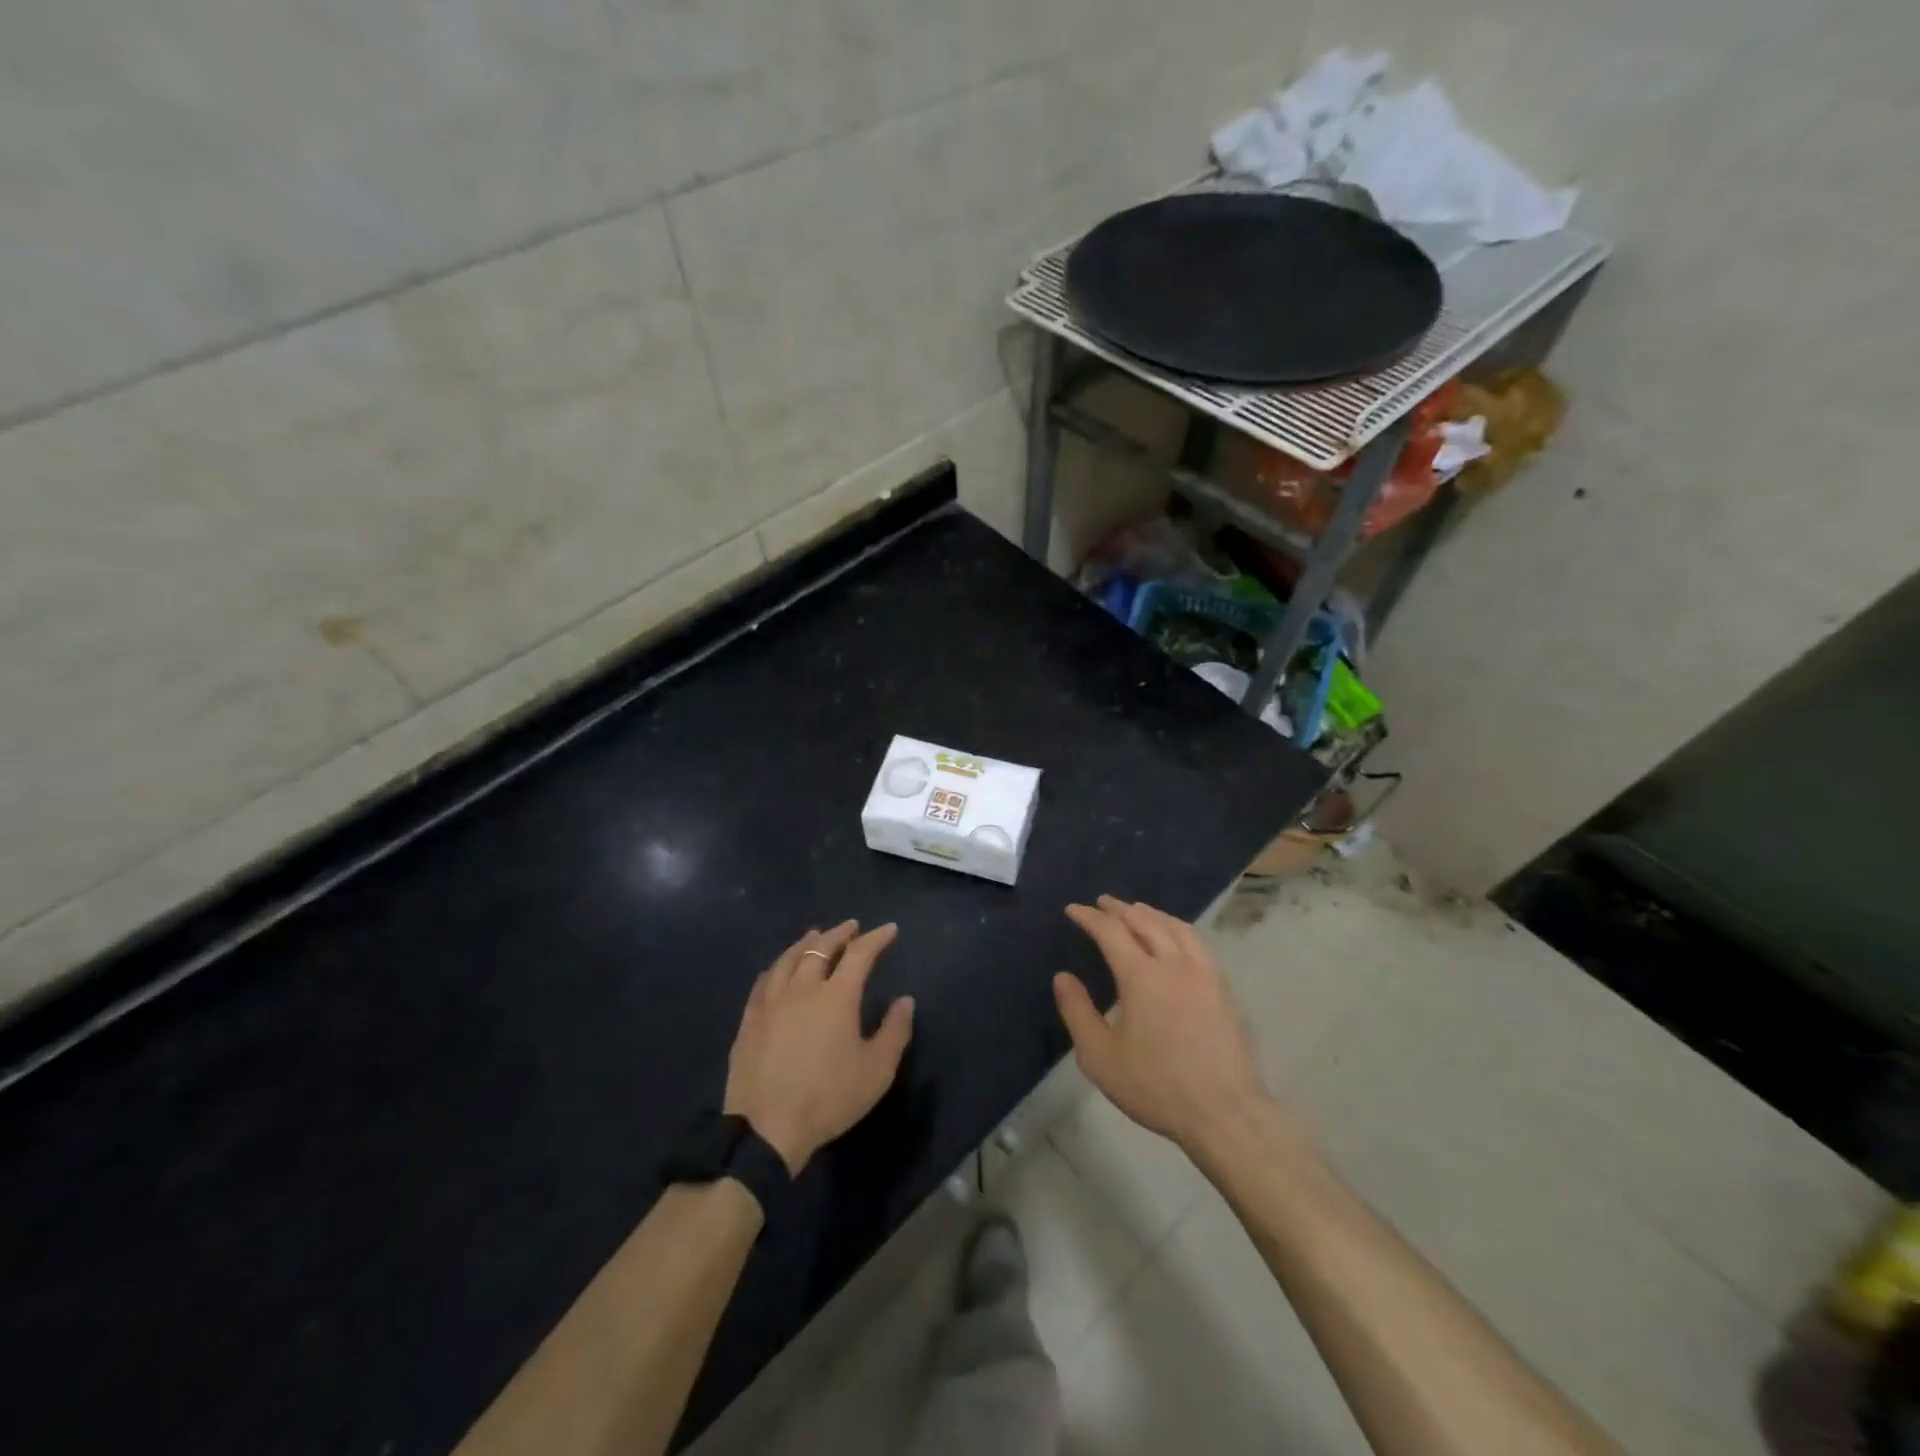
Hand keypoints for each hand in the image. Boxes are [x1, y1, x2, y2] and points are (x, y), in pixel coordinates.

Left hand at [724, 921, 915, 1175]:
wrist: (767, 1129)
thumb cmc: (829, 1098)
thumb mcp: (876, 1071)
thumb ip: (895, 1031)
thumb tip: (905, 1000)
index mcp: (837, 996)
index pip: (860, 954)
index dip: (876, 938)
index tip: (889, 929)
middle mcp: (802, 989)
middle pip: (820, 948)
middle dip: (839, 934)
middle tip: (851, 927)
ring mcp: (771, 1003)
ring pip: (788, 959)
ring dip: (805, 943)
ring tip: (814, 936)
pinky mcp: (749, 1021)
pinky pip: (764, 981)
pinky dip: (777, 967)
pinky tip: (778, 969)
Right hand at [1054, 896, 1273, 1157]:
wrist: (1225, 1113)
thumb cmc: (1156, 1086)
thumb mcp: (1101, 1057)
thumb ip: (1078, 1012)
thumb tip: (1062, 977)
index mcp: (1142, 976)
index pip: (1111, 931)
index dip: (1090, 917)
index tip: (1073, 909)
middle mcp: (1174, 964)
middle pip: (1145, 921)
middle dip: (1120, 909)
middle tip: (1103, 903)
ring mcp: (1205, 974)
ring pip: (1176, 928)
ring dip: (1152, 914)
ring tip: (1138, 911)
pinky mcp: (1224, 990)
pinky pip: (1197, 944)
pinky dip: (1177, 929)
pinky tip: (1175, 939)